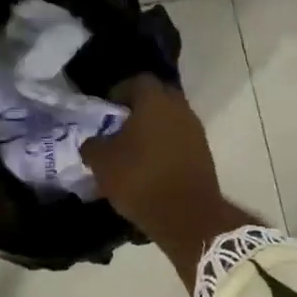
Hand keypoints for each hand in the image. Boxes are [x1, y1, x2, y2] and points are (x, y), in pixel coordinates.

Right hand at [81, 77, 248, 289]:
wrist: (187, 216)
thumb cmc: (140, 179)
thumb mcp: (101, 162)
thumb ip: (93, 144)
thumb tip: (94, 142)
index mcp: (155, 100)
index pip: (137, 81)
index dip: (119, 92)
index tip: (106, 110)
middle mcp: (179, 108)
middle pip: (156, 98)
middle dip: (137, 109)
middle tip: (118, 128)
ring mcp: (195, 131)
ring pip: (169, 120)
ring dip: (152, 130)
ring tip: (132, 151)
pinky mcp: (203, 153)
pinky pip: (179, 141)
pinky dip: (165, 147)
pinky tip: (150, 167)